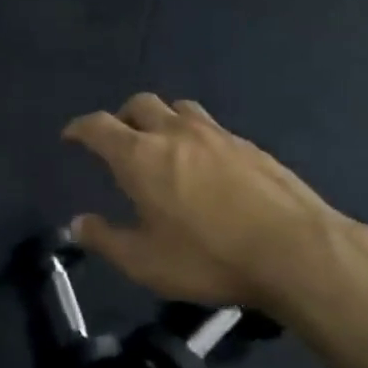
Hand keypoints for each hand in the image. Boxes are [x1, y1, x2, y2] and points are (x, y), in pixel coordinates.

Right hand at [64, 94, 367, 326]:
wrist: (295, 251)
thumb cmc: (209, 257)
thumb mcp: (145, 262)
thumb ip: (106, 239)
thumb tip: (77, 223)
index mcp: (140, 156)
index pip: (98, 126)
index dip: (79, 128)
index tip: (71, 136)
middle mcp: (174, 133)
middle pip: (140, 104)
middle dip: (121, 117)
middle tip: (117, 140)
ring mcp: (217, 135)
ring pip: (179, 108)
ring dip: (161, 118)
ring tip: (161, 143)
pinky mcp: (250, 146)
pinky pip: (212, 127)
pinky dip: (195, 135)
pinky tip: (205, 164)